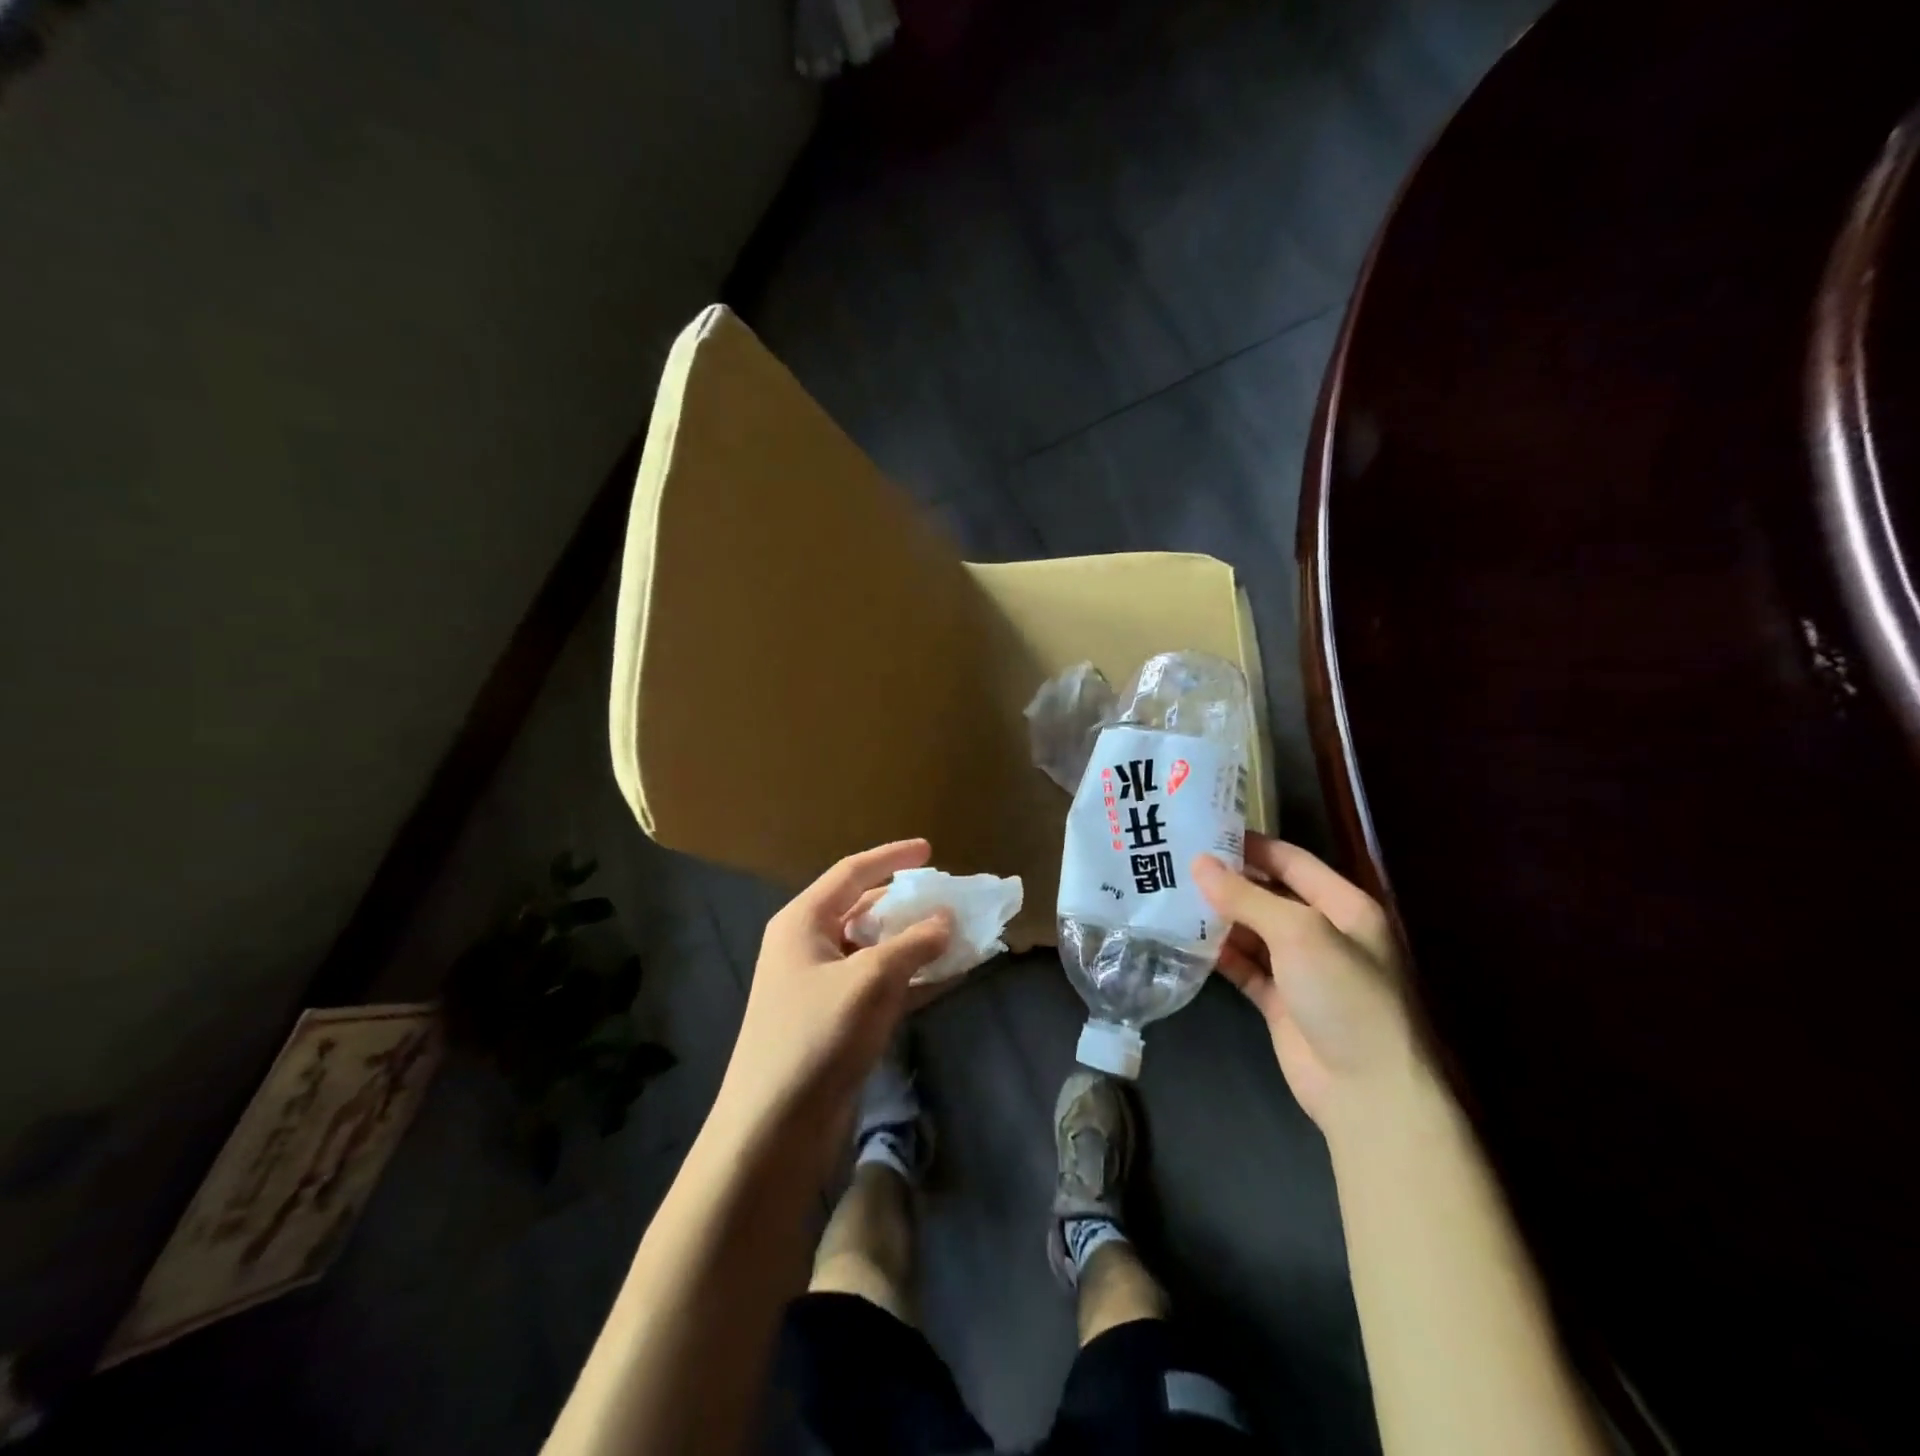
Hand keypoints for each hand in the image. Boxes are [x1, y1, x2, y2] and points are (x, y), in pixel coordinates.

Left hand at [711, 839, 951, 1175]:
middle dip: (910, 904)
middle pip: (866, 909)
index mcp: (803, 922)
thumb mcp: (870, 980)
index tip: (929, 850)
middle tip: (952, 898)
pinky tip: (950, 974)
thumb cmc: (816, 1037)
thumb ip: (913, 943)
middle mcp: (809, 946)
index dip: (891, 857)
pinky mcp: (837, 1021)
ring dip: (917, 942)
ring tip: (962, 934)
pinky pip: (881, 984)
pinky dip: (913, 977)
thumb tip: (947, 917)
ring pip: (877, 949)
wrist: (774, 1130)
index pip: (852, 873)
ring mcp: (822, 986)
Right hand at [1193, 835, 1418, 1134]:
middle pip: (1269, 894)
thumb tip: (1198, 863)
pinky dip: (1218, 953)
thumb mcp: (1299, 933)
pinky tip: (1184, 938)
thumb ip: (1247, 896)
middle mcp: (1324, 932)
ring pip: (1253, 930)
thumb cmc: (1344, 996)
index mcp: (1344, 906)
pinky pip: (1244, 966)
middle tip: (1176, 861)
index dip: (1251, 845)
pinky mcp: (1280, 1001)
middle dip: (1228, 880)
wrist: (1367, 1092)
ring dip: (1218, 916)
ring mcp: (1301, 969)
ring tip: (1170, 894)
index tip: (1203, 831)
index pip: (1292, 861)